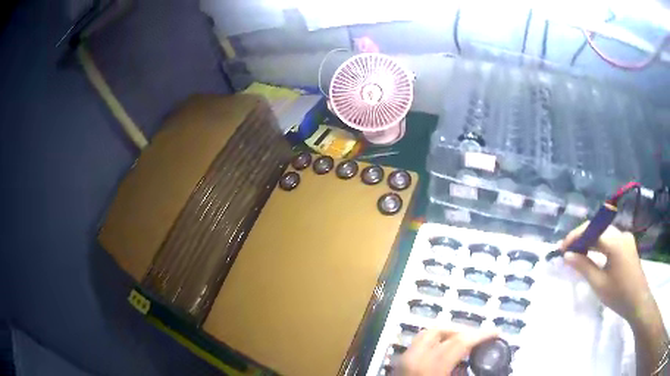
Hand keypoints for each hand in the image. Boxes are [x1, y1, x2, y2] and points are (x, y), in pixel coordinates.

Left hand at [394, 327, 497, 375]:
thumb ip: (464, 374)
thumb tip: (484, 368)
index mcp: (430, 368)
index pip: (459, 342)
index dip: (481, 335)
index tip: (497, 333)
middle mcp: (413, 359)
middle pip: (440, 331)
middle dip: (462, 331)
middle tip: (477, 338)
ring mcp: (402, 360)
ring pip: (426, 335)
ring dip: (447, 335)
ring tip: (463, 344)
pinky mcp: (398, 365)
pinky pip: (418, 345)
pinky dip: (434, 343)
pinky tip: (445, 355)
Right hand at [560, 223, 653, 324]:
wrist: (638, 301)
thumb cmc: (618, 295)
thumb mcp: (599, 284)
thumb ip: (583, 266)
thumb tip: (567, 256)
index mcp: (615, 241)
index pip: (591, 231)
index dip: (575, 237)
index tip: (561, 248)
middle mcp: (621, 233)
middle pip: (598, 229)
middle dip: (582, 238)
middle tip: (567, 251)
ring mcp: (626, 238)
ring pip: (604, 233)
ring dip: (590, 241)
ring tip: (578, 253)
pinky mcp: (628, 244)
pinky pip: (611, 239)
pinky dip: (600, 245)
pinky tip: (594, 255)